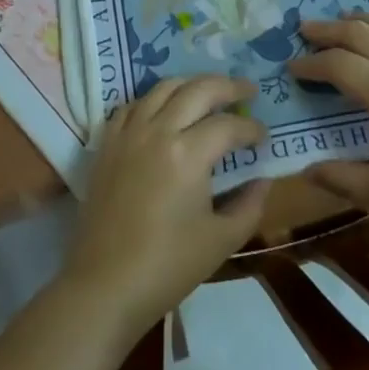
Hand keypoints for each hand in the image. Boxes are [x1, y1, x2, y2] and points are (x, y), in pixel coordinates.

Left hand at [62, 75, 269, 342]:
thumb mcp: (221, 241)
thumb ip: (249, 205)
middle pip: (198, 89)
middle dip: (228, 86)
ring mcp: (129, 133)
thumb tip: (263, 179)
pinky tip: (164, 110)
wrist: (105, 285)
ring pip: (163, 87)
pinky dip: (154, 99)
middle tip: (247, 91)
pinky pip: (133, 105)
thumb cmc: (168, 267)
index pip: (228, 125)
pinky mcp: (107, 143)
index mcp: (188, 153)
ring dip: (191, 84)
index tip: (264, 138)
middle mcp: (158, 130)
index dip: (252, 129)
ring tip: (209, 92)